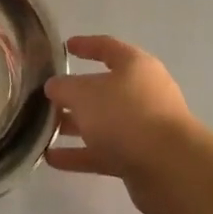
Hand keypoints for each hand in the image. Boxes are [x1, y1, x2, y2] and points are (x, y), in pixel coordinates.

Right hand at [44, 35, 202, 213]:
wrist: (170, 168)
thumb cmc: (126, 115)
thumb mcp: (85, 93)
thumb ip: (64, 87)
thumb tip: (54, 86)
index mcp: (135, 66)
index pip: (107, 47)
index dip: (86, 45)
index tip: (65, 47)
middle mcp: (142, 92)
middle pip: (103, 88)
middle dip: (74, 94)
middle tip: (46, 97)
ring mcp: (143, 127)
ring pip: (102, 122)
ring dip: (74, 125)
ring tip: (42, 129)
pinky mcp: (140, 158)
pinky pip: (104, 151)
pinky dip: (80, 154)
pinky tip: (52, 158)